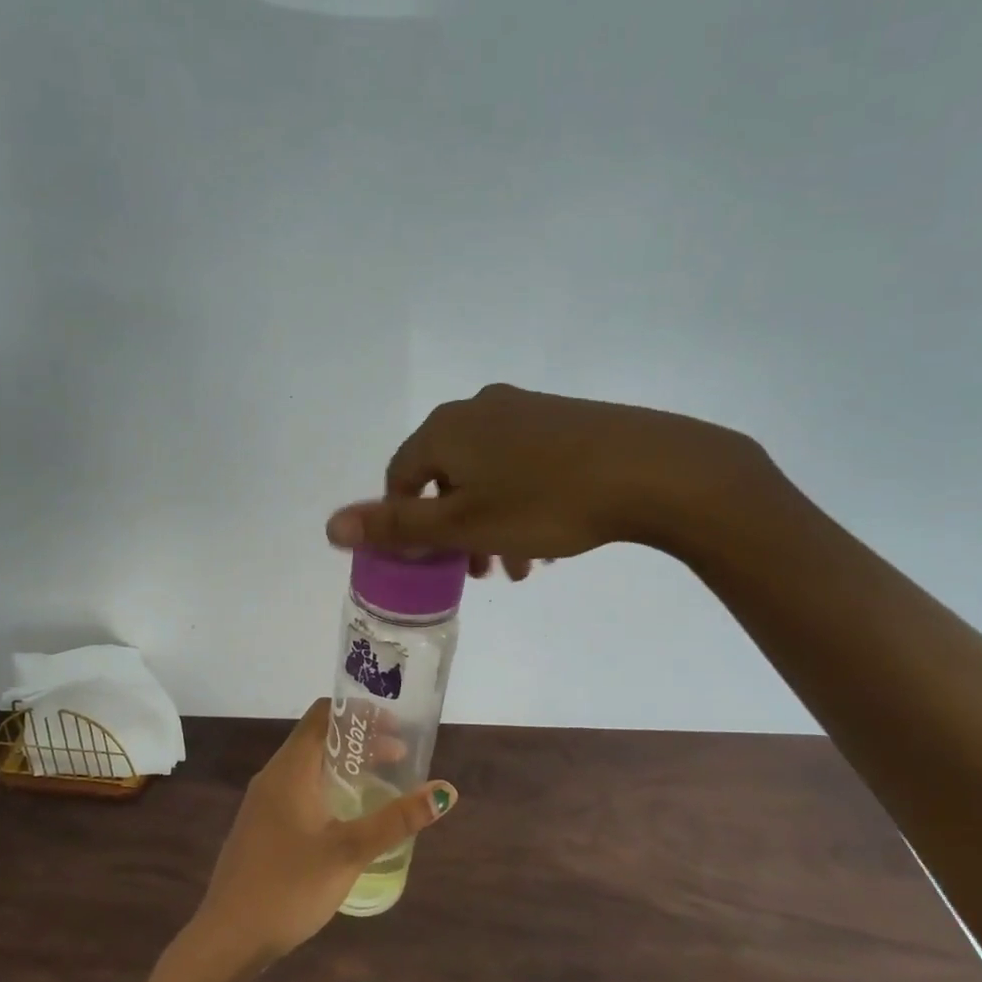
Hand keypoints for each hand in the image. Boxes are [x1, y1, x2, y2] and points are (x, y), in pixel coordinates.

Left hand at [189, 699, 457, 968]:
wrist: (228, 938)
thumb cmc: (288, 887)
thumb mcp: (349, 852)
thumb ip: (396, 821)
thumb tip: (445, 791)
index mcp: (290, 769)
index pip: (322, 715)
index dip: (359, 712)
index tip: (395, 724)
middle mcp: (274, 776)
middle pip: (318, 739)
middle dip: (360, 741)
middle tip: (400, 755)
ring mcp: (264, 803)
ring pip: (309, 767)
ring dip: (345, 766)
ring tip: (383, 781)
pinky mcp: (262, 827)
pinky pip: (300, 790)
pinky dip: (329, 788)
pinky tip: (349, 816)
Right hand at [324, 383, 775, 575]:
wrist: (651, 470)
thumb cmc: (544, 502)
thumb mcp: (462, 524)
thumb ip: (395, 525)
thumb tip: (330, 526)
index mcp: (445, 429)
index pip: (400, 476)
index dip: (405, 522)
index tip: (430, 560)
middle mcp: (479, 409)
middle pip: (446, 477)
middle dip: (455, 530)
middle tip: (477, 572)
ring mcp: (525, 411)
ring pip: (488, 476)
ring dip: (490, 524)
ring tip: (517, 568)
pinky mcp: (564, 421)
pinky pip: (523, 466)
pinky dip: (521, 504)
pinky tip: (548, 542)